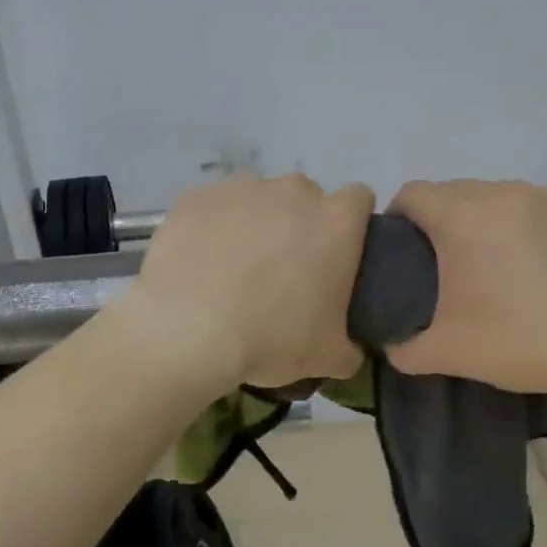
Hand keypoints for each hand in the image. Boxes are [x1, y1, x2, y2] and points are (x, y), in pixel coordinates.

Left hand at [128, 175, 376, 388]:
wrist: (187, 329)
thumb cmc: (271, 338)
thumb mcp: (327, 358)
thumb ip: (349, 348)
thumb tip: (349, 351)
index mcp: (336, 221)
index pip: (358, 200)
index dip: (350, 225)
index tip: (336, 256)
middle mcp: (293, 192)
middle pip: (305, 198)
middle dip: (299, 226)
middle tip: (283, 272)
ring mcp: (241, 189)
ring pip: (257, 200)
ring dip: (254, 226)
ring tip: (234, 271)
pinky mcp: (196, 197)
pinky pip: (213, 208)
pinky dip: (212, 229)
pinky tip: (200, 264)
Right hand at [385, 179, 546, 401]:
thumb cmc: (522, 342)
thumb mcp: (447, 353)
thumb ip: (403, 347)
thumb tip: (390, 345)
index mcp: (463, 217)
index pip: (412, 193)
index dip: (397, 217)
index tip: (399, 249)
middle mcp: (502, 193)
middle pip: (452, 190)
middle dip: (436, 218)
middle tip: (439, 262)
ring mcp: (546, 198)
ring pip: (493, 195)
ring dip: (478, 218)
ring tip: (486, 260)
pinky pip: (531, 207)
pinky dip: (518, 225)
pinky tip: (531, 264)